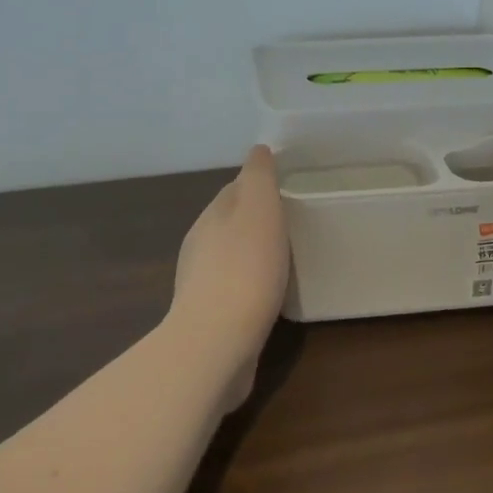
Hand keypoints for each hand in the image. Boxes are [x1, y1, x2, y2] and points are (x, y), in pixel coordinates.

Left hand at [168, 146, 290, 406]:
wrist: (216, 343)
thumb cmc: (245, 268)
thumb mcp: (259, 208)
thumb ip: (258, 176)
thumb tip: (258, 149)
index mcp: (211, 216)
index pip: (234, 190)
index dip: (259, 187)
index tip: (287, 191)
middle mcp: (200, 246)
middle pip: (231, 223)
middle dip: (256, 222)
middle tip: (292, 225)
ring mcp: (201, 285)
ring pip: (231, 258)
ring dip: (253, 255)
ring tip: (286, 259)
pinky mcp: (210, 319)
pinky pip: (235, 292)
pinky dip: (252, 287)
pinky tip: (271, 297)